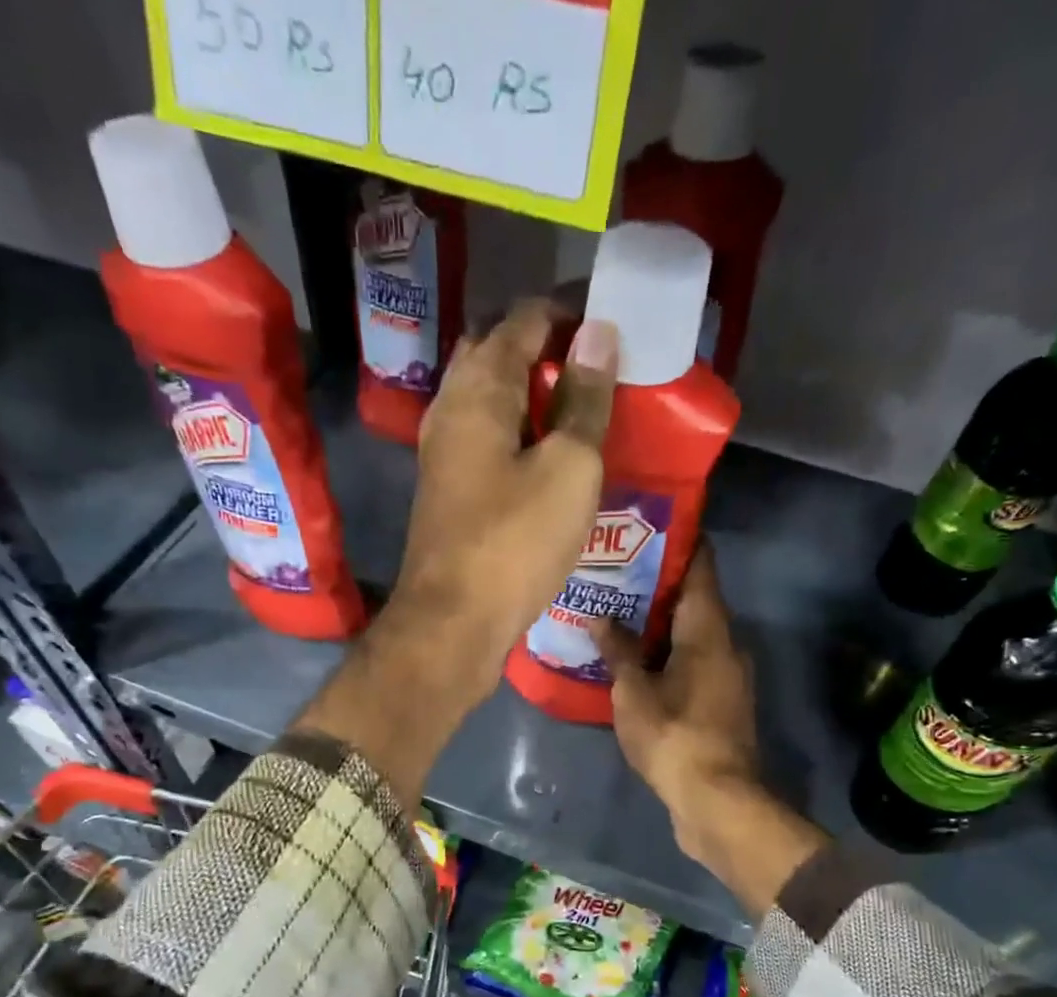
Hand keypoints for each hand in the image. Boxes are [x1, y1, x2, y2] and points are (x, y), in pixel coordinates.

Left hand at [384, 299, 618, 698]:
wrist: (454, 622)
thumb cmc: (516, 542)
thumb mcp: (569, 467)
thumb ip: (584, 399)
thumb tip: (597, 334)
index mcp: (478, 388)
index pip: (524, 319)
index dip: (570, 315)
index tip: (614, 330)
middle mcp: (451, 408)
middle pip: (498, 353)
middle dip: (547, 350)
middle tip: (597, 372)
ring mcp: (442, 451)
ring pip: (489, 399)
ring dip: (531, 394)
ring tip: (581, 412)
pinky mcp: (448, 490)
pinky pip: (485, 438)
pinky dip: (517, 432)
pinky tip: (549, 456)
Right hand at [591, 547, 830, 917]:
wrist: (716, 800)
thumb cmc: (673, 735)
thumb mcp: (634, 692)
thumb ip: (617, 651)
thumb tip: (599, 618)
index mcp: (708, 629)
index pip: (701, 566)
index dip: (680, 542)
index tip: (648, 527)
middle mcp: (726, 644)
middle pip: (695, 600)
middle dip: (657, 586)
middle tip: (614, 573)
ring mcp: (728, 676)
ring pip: (693, 635)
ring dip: (660, 625)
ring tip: (616, 615)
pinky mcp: (722, 704)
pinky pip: (693, 664)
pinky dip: (667, 655)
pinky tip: (634, 662)